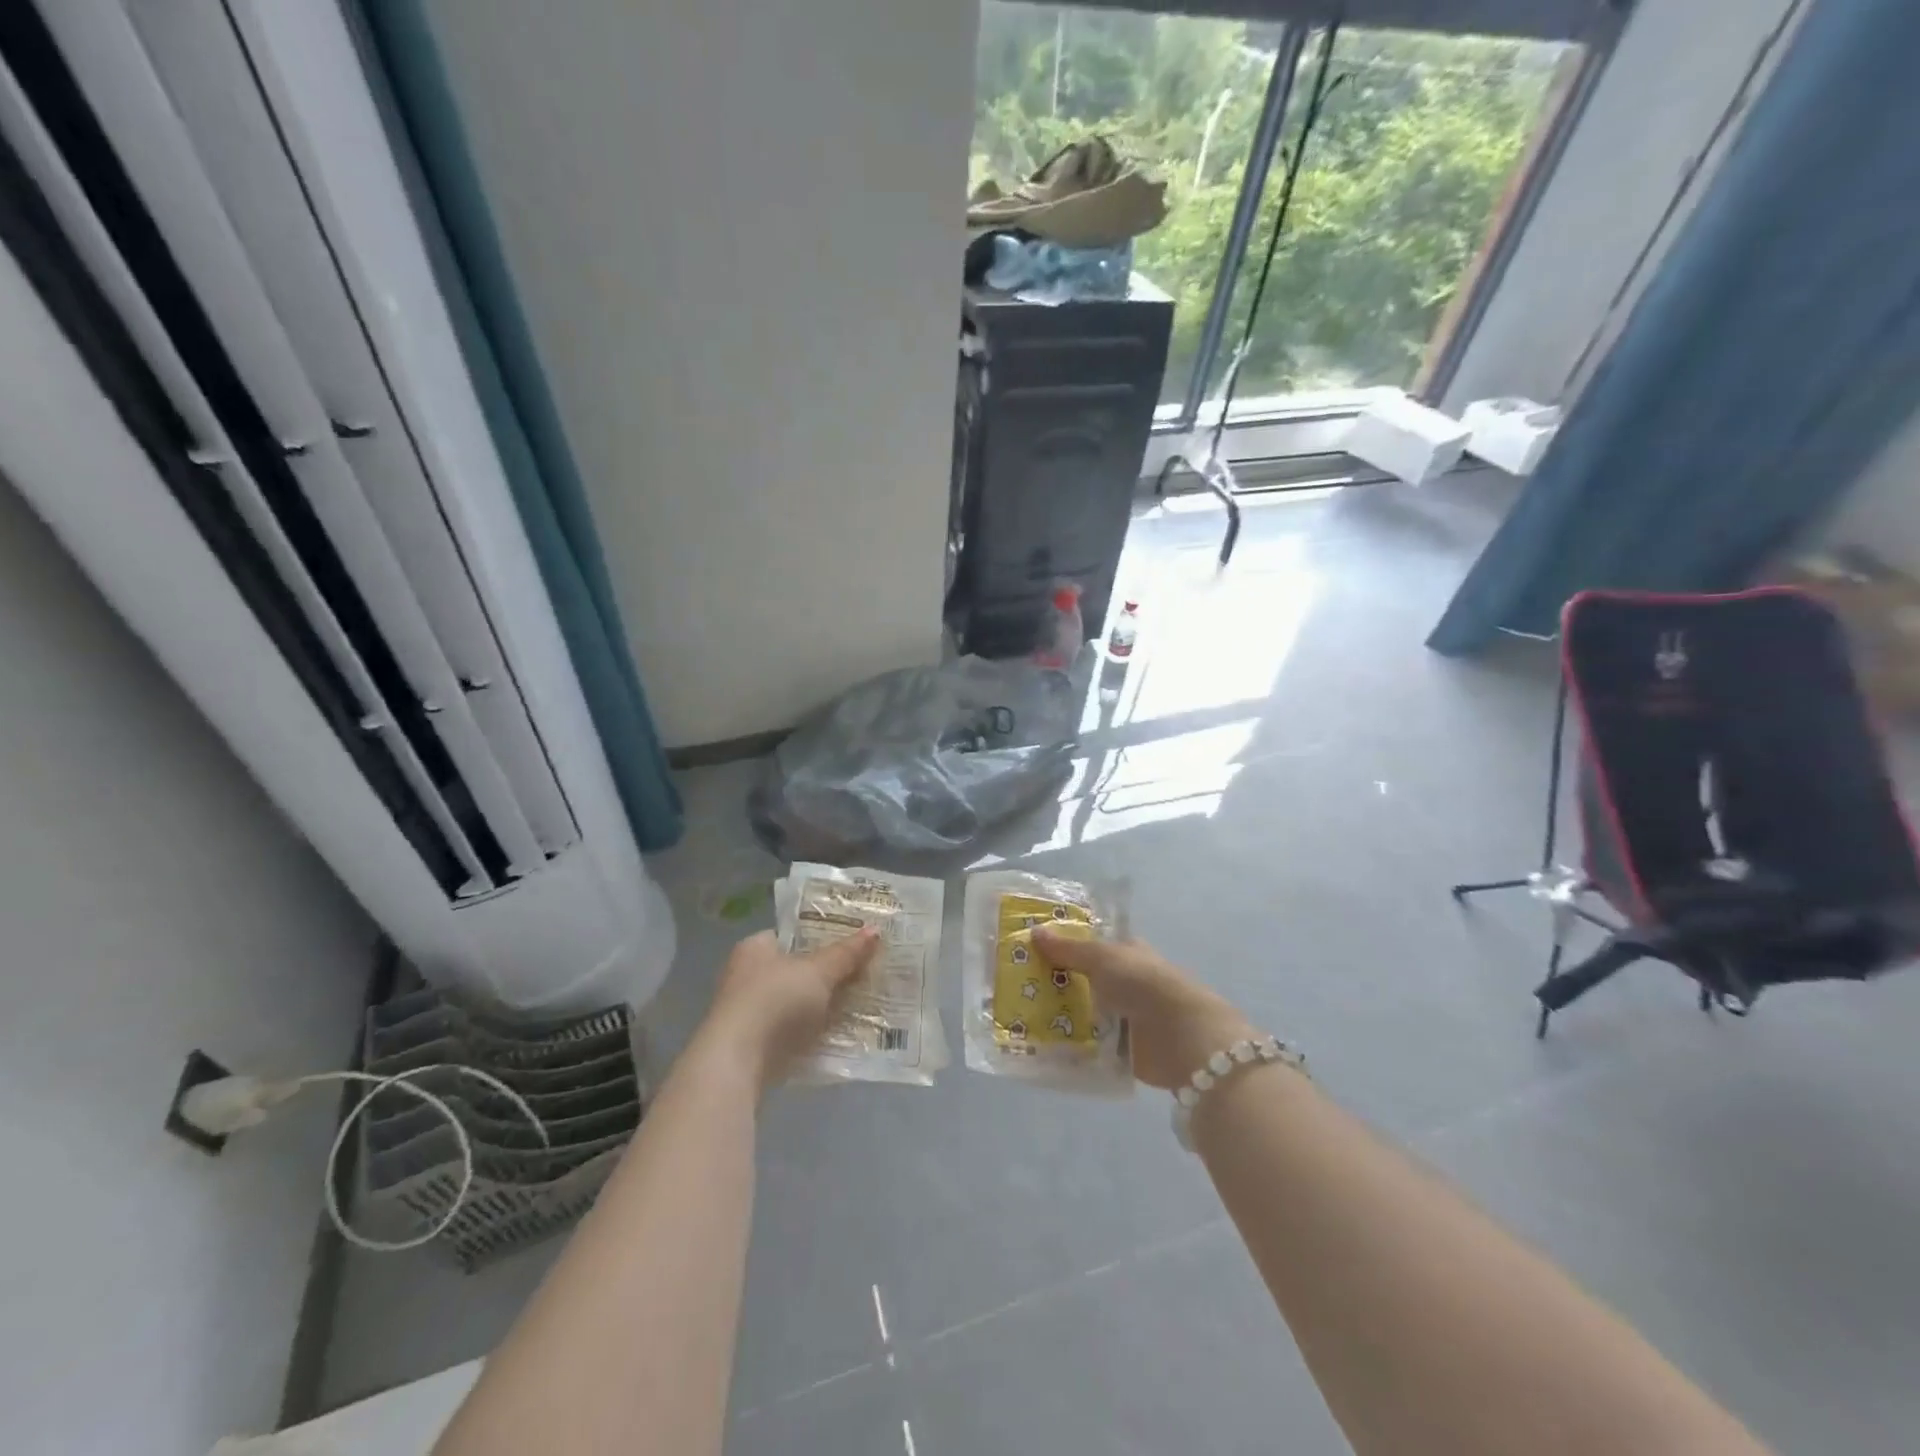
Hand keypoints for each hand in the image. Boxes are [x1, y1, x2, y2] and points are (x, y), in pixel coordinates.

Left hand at [697, 928, 880, 1090]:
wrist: (739, 1062)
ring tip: (862, 1004)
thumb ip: (846, 953)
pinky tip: (842, 1034)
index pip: (792, 935)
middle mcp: (746, 976)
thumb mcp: (818, 972)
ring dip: (822, 1007)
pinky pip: (793, 1032)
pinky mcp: (754, 1046)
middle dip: (827, 975)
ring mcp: (748, 1013)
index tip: (853, 944)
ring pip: (797, 1003)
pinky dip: (813, 1033)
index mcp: (755, 948)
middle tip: (863, 973)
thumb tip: (875, 930)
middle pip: (797, 970)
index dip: (822, 937)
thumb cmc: (775, 1001)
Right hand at [1032, 928, 1255, 1089]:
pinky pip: (1090, 1044)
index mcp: (1126, 952)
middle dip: (1056, 981)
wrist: (1182, 1038)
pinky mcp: (1124, 1050)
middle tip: (1015, 984)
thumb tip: (1035, 931)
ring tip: (1020, 1015)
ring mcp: (1125, 1017)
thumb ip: (1068, 948)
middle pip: (1084, 979)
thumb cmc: (1143, 985)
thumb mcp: (1102, 958)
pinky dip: (1072, 1044)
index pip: (1091, 944)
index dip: (1063, 944)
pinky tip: (1042, 1044)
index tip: (1029, 947)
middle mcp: (1126, 982)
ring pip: (1085, 1011)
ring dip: (1060, 1014)